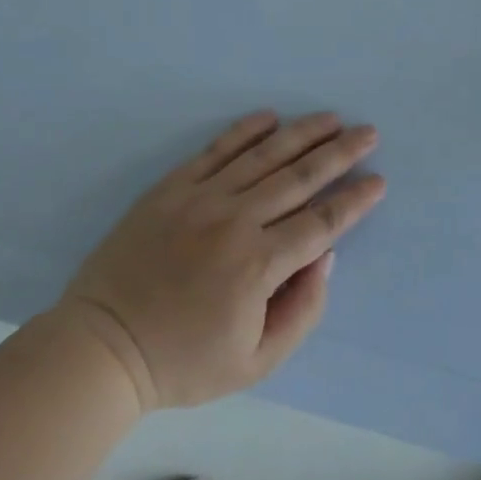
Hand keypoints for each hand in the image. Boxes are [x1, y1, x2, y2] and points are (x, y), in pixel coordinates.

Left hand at [55, 111, 385, 410]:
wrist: (102, 347)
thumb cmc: (183, 362)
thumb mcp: (257, 362)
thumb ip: (302, 310)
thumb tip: (324, 257)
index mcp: (258, 265)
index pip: (322, 222)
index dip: (355, 201)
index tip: (378, 181)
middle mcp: (235, 221)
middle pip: (300, 178)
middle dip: (340, 153)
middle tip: (368, 133)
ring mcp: (199, 199)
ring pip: (263, 156)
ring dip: (302, 134)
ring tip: (331, 118)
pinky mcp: (170, 190)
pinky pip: (214, 151)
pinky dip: (244, 131)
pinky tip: (269, 116)